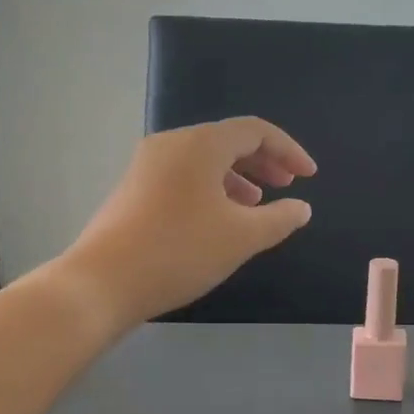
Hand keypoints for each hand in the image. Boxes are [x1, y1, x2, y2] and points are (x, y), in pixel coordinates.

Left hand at [58, 117, 316, 328]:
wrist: (104, 281)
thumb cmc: (180, 251)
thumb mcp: (242, 237)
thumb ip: (280, 219)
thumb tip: (301, 208)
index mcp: (200, 144)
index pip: (255, 131)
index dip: (288, 150)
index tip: (308, 176)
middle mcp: (171, 144)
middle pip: (227, 141)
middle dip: (262, 162)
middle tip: (286, 186)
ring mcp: (147, 166)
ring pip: (203, 161)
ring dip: (237, 177)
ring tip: (255, 205)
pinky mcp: (133, 189)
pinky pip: (184, 177)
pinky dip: (211, 189)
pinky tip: (218, 219)